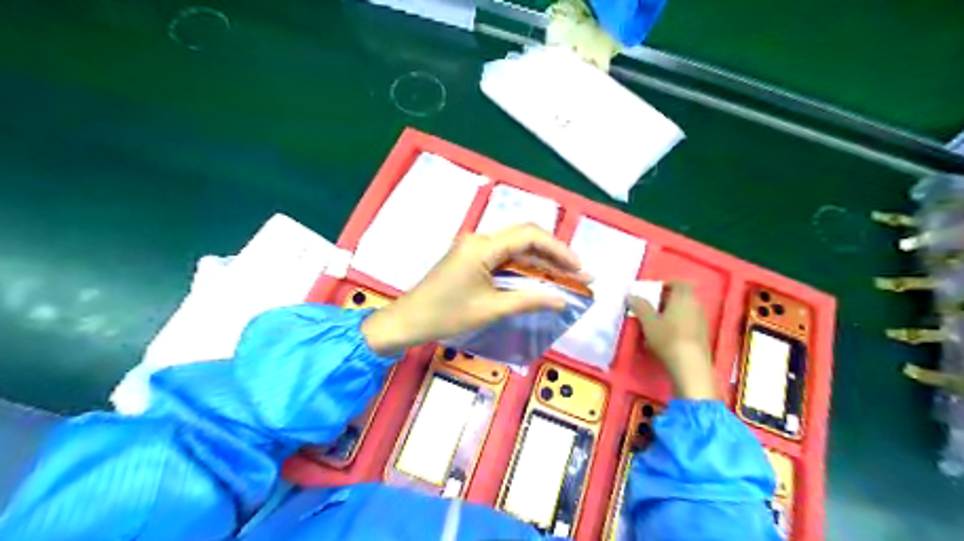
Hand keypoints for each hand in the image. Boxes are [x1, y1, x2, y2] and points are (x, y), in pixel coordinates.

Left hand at [364, 223, 583, 357]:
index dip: (559, 250)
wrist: (408, 320)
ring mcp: (473, 246)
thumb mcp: (491, 309)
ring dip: (540, 258)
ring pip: (515, 245)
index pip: (530, 236)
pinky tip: (537, 276)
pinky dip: (523, 264)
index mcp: (483, 246)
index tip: (579, 268)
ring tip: (564, 274)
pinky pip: (503, 254)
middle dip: (553, 252)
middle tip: (576, 272)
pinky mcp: (470, 257)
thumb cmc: (447, 315)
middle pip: (525, 236)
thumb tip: (561, 299)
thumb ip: (529, 300)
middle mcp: (479, 239)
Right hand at [634, 281, 714, 398]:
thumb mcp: (648, 321)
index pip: (678, 283)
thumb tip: (631, 295)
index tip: (653, 292)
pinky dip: (681, 321)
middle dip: (669, 297)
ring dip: (675, 310)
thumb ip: (640, 306)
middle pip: (683, 295)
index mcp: (684, 297)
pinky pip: (691, 320)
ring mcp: (702, 319)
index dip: (665, 285)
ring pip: (687, 308)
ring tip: (660, 319)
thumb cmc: (667, 338)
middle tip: (653, 305)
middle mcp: (696, 304)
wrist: (689, 364)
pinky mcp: (703, 333)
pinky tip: (670, 332)